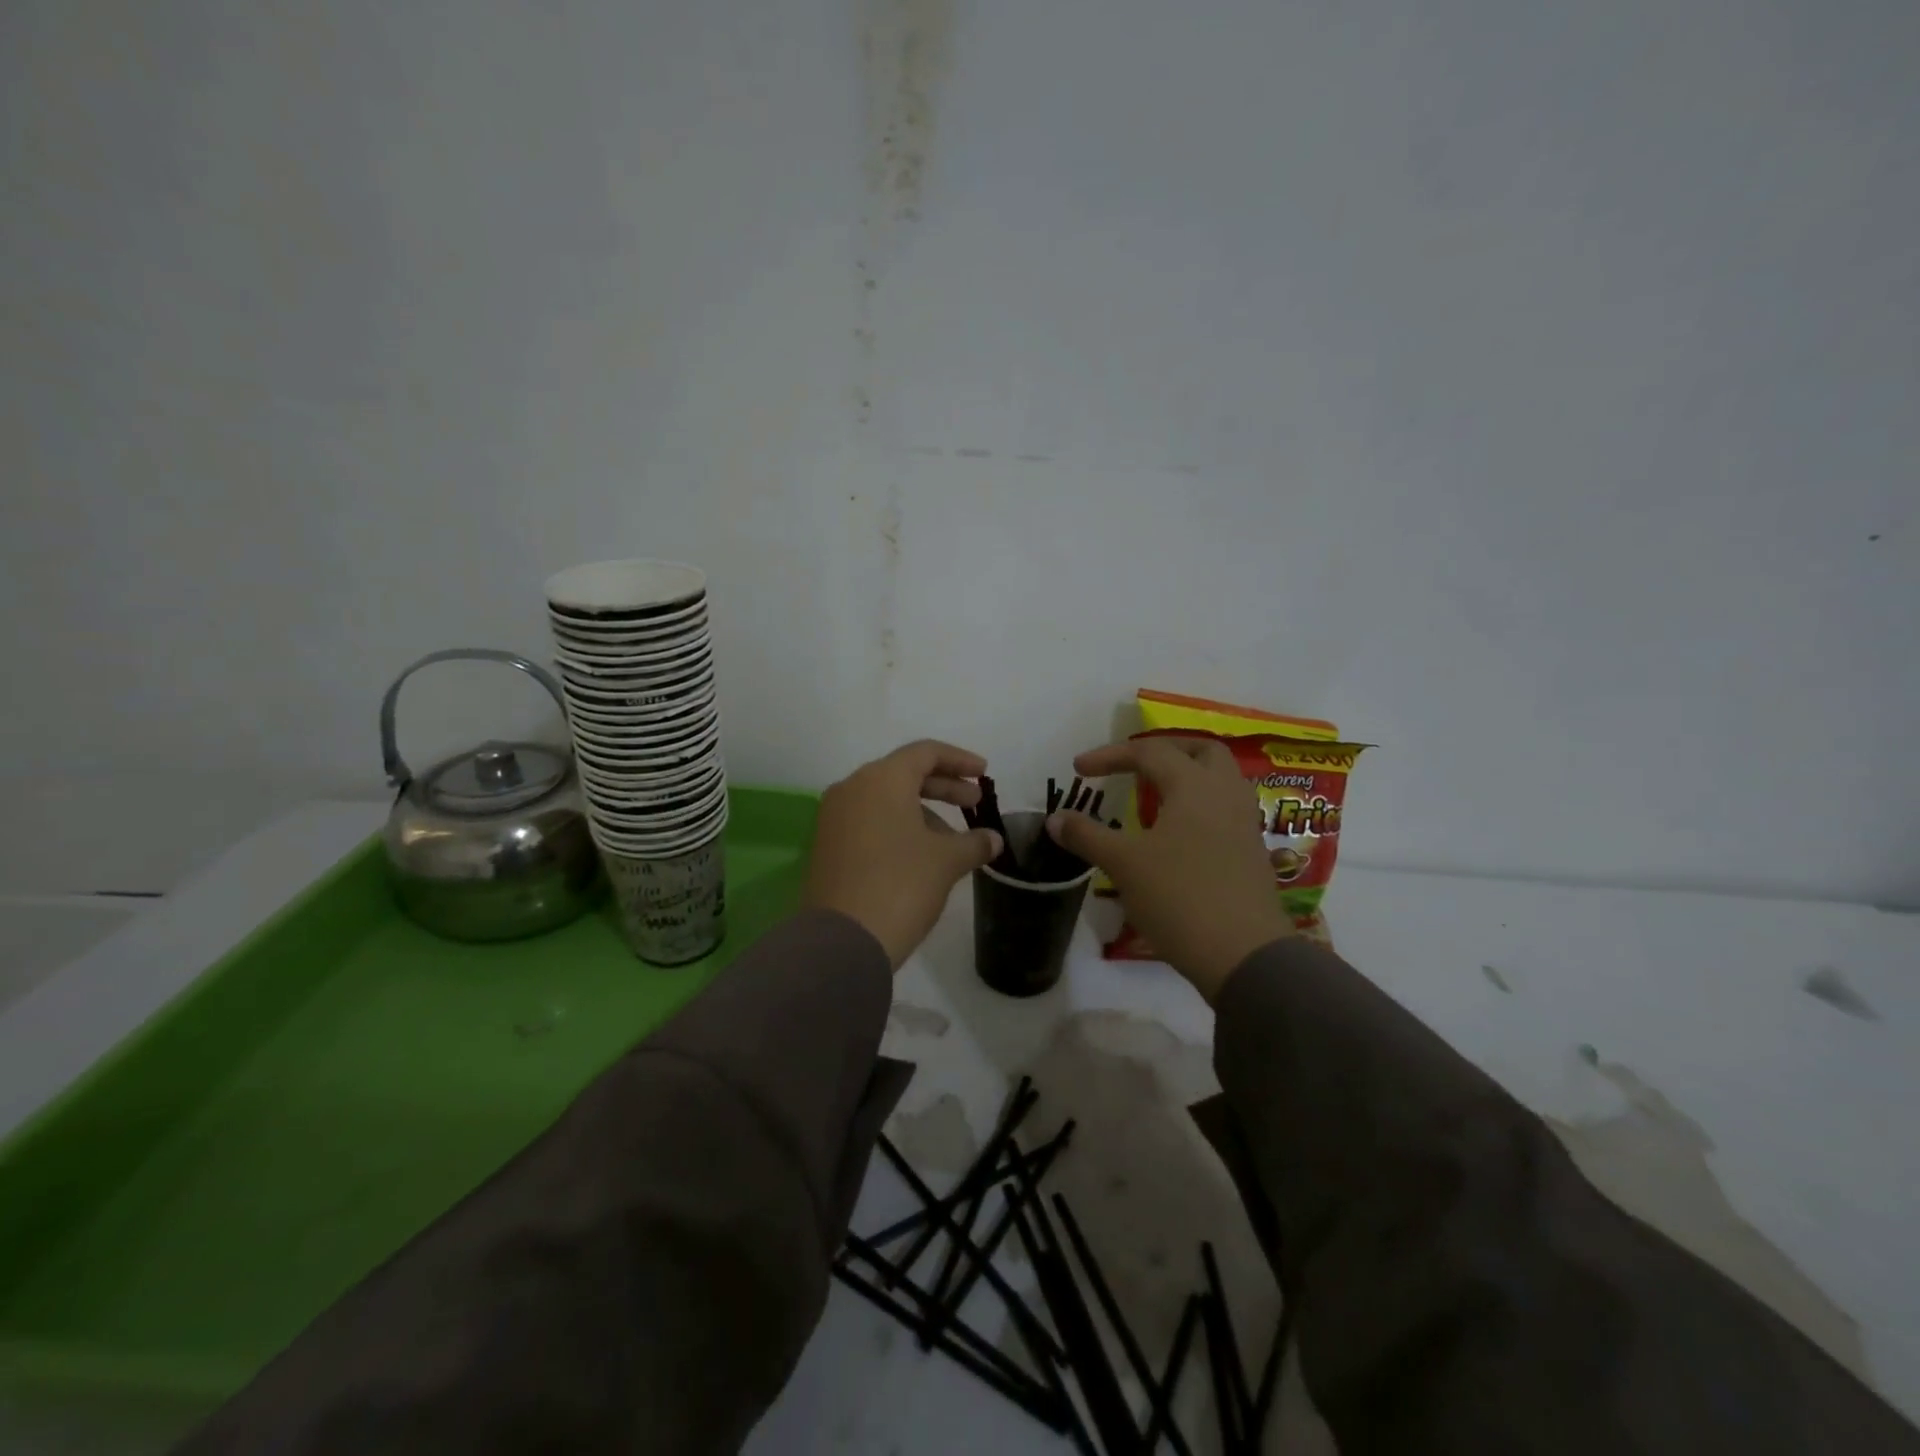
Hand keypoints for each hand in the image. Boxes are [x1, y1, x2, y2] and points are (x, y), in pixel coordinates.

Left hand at [804, 740, 1003, 967]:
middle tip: (975, 805)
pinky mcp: (827, 845)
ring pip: (886, 800)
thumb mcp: (946, 861)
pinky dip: (898, 828)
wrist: (842, 940)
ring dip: (922, 812)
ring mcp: (834, 817)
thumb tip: (993, 839)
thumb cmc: (900, 885)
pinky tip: (921, 855)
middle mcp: (852, 788)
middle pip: (904, 774)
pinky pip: (869, 822)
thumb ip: (973, 842)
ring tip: (953, 841)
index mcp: (881, 779)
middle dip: (944, 788)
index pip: (925, 753)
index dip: (959, 761)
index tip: (984, 775)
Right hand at [1047, 737, 1291, 1001]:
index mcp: (1194, 785)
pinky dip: (1198, 806)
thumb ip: (1087, 835)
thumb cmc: (1179, 897)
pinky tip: (1177, 833)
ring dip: (1186, 776)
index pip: (1149, 752)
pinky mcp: (1251, 852)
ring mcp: (1244, 823)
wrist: (1244, 955)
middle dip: (1163, 750)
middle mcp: (1225, 794)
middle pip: (1200, 751)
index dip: (1109, 756)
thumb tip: (1054, 819)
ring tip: (1154, 795)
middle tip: (1133, 766)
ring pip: (1219, 779)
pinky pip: (1224, 809)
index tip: (1078, 770)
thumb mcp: (1123, 864)